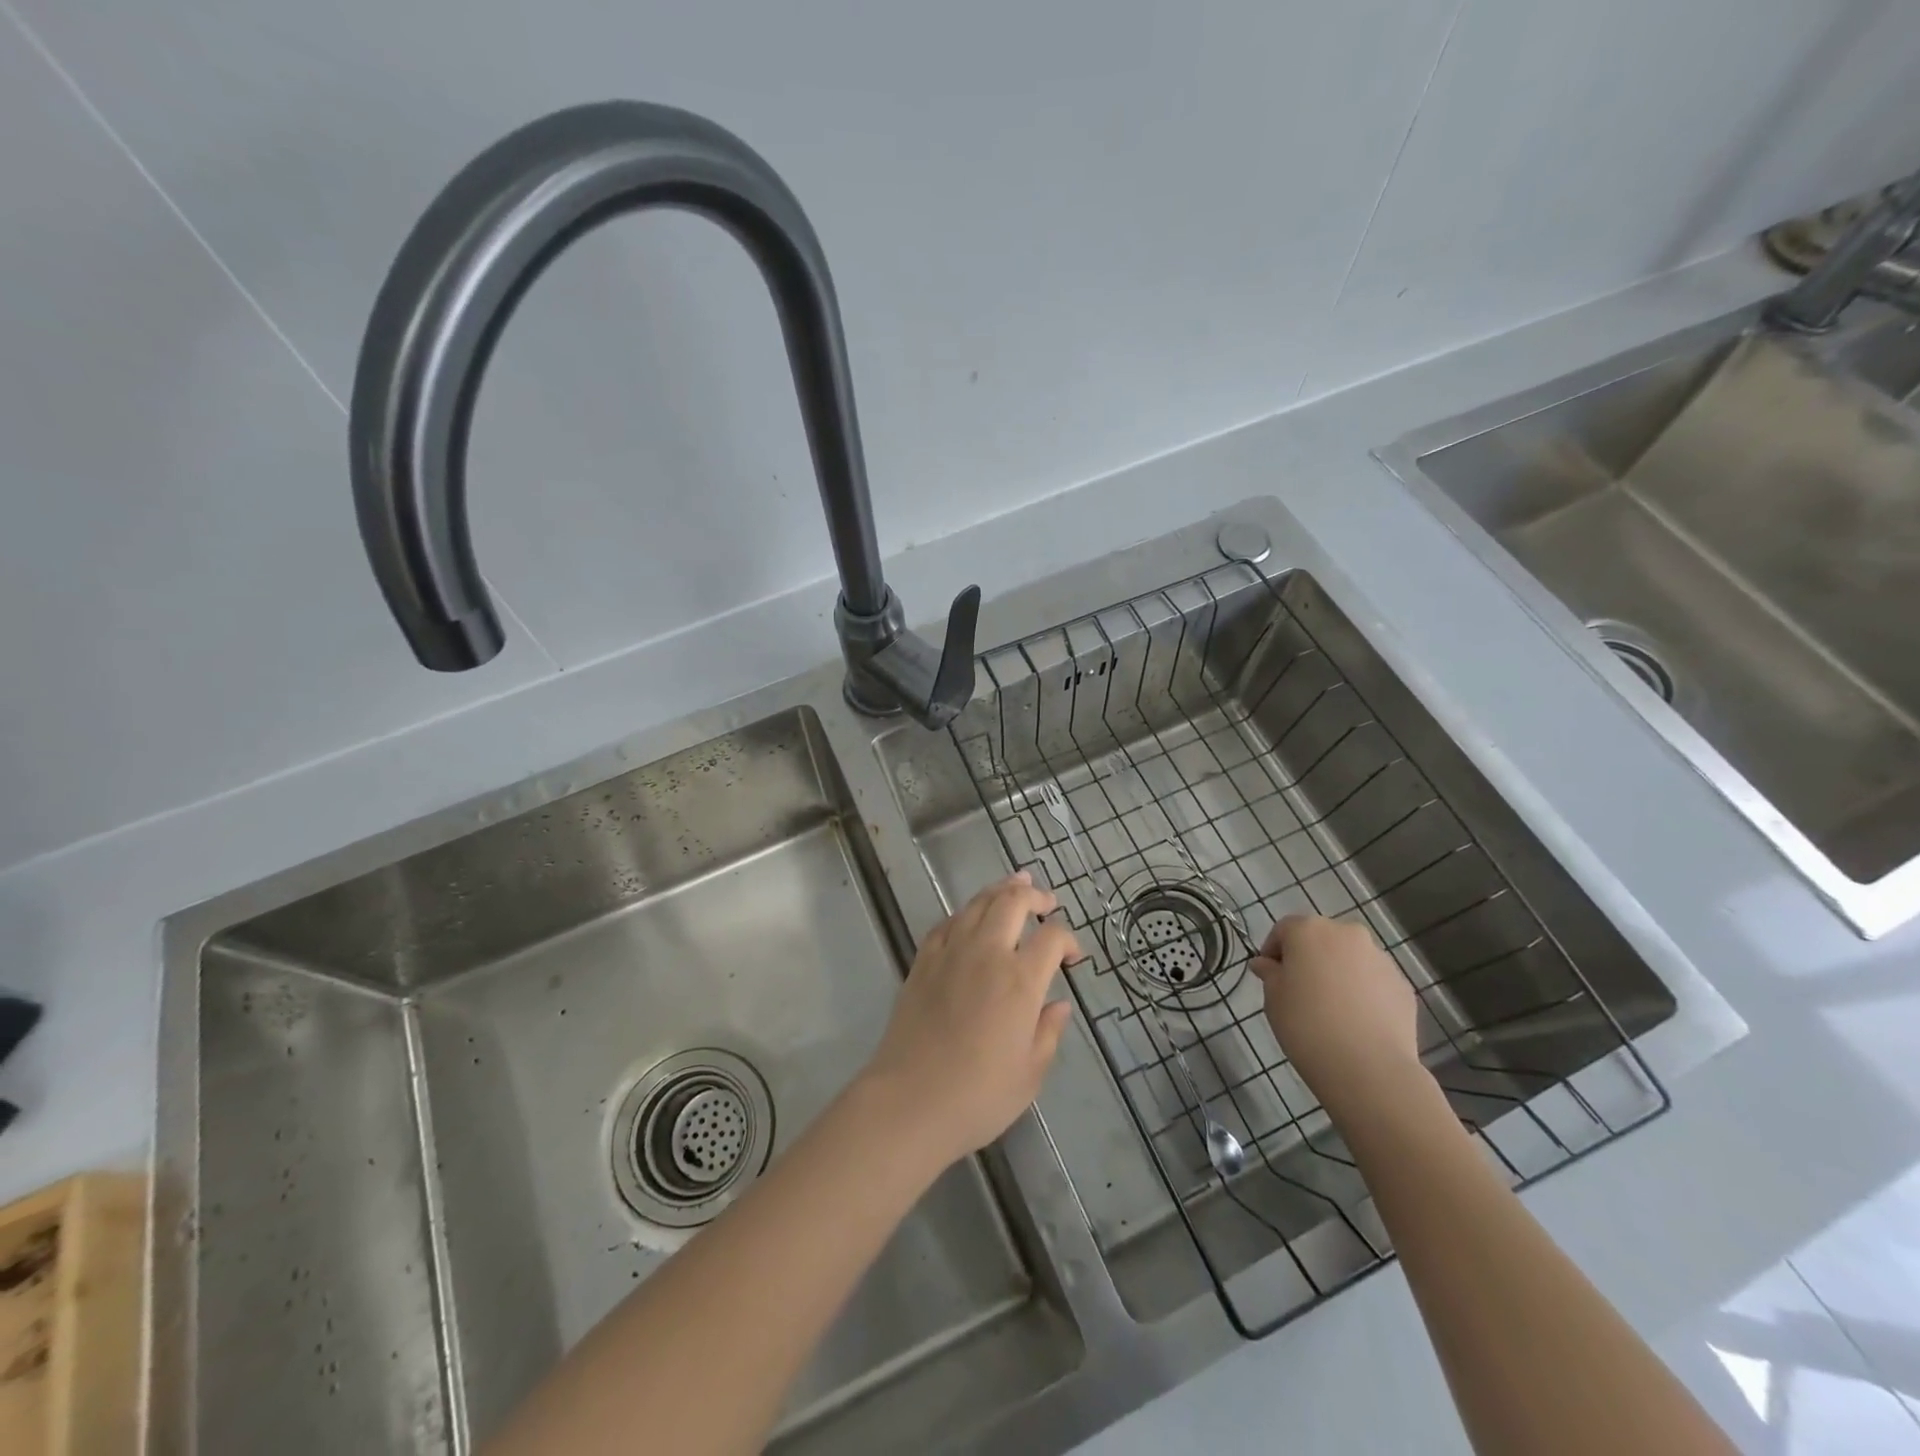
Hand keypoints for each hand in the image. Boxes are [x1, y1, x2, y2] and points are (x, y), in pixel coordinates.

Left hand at [859, 872, 1079, 1168]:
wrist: (910, 1101)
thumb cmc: (978, 1095)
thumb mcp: (1030, 1073)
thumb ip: (1049, 1032)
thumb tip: (1059, 1005)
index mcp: (1020, 980)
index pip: (1052, 936)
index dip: (1069, 938)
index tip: (1073, 955)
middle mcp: (987, 953)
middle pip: (1013, 902)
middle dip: (1035, 896)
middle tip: (1047, 901)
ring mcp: (951, 952)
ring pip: (978, 903)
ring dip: (1000, 890)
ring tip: (1015, 884)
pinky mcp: (923, 960)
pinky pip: (948, 922)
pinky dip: (966, 913)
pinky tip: (970, 917)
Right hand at [1251, 914, 1421, 1115]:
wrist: (1369, 1068)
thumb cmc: (1306, 1024)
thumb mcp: (1273, 998)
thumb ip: (1269, 973)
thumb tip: (1266, 964)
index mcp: (1309, 930)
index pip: (1284, 929)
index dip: (1273, 951)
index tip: (1269, 976)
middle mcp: (1347, 934)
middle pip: (1321, 939)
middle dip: (1309, 959)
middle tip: (1299, 991)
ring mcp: (1380, 959)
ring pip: (1350, 959)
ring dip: (1338, 974)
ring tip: (1331, 1010)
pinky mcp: (1402, 986)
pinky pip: (1373, 982)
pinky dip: (1363, 993)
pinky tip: (1356, 1022)